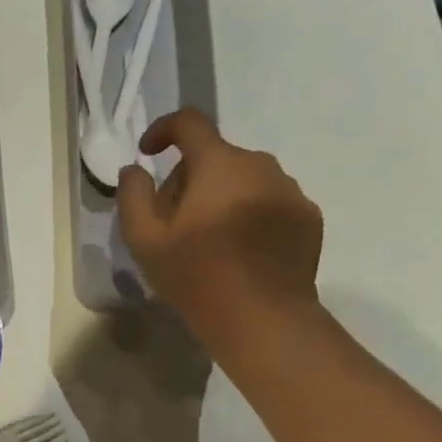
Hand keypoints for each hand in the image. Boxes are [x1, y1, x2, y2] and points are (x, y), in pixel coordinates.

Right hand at [117, 110, 322, 357]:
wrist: (263, 318)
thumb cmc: (197, 276)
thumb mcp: (144, 239)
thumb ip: (132, 195)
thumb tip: (135, 169)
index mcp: (219, 164)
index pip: (189, 123)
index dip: (163, 129)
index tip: (148, 153)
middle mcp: (261, 165)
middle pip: (216, 156)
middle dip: (190, 178)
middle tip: (174, 220)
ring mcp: (290, 191)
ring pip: (245, 179)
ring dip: (223, 196)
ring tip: (210, 240)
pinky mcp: (308, 218)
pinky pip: (271, 202)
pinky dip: (251, 215)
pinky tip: (240, 252)